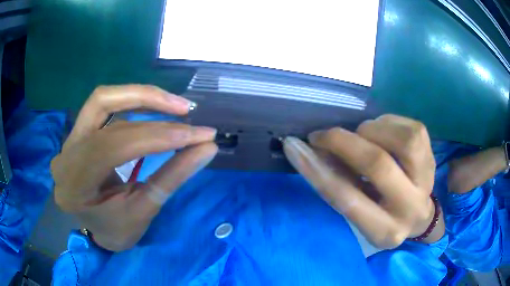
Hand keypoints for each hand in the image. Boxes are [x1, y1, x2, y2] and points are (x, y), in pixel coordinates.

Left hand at [51, 85, 217, 250]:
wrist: (94, 228)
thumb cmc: (115, 229)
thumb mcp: (143, 212)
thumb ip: (171, 178)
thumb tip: (207, 148)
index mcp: (75, 184)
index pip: (113, 146)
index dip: (157, 137)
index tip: (197, 136)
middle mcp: (66, 153)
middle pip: (104, 107)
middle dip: (150, 104)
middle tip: (186, 110)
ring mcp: (70, 138)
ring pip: (103, 98)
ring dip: (141, 96)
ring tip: (174, 105)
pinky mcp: (79, 131)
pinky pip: (104, 105)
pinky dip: (132, 102)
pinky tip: (153, 107)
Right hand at [283, 115, 443, 248]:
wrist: (418, 214)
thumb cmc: (382, 215)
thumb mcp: (359, 214)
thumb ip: (340, 187)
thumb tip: (315, 152)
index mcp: (384, 230)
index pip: (347, 199)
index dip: (316, 170)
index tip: (294, 146)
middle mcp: (409, 207)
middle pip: (377, 164)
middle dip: (342, 142)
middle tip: (322, 134)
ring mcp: (426, 179)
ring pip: (401, 140)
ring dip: (371, 130)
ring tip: (362, 135)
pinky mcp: (432, 156)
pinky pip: (411, 128)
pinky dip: (388, 123)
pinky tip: (382, 132)